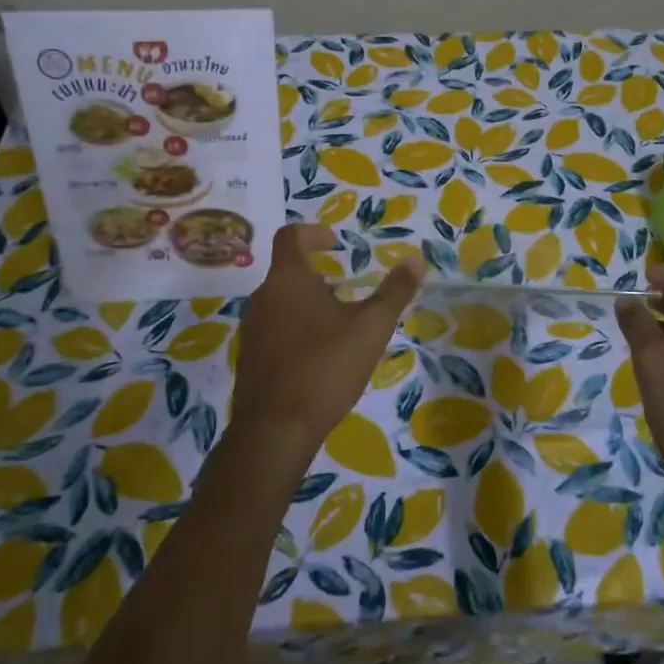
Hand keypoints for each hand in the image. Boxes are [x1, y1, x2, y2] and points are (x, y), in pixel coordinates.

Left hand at [230, 224, 422, 458]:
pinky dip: (295, 331)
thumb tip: (415, 260)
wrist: (274, 430)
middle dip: (318, 276)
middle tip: (347, 291)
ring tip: (338, 326)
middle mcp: (262, 298)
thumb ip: (394, 292)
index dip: (314, 233)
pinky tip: (318, 358)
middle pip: (287, 272)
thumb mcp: (371, 327)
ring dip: (307, 305)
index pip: (291, 236)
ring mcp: (251, 330)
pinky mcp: (249, 360)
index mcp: (288, 279)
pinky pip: (273, 331)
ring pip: (280, 303)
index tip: (335, 243)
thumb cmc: (325, 367)